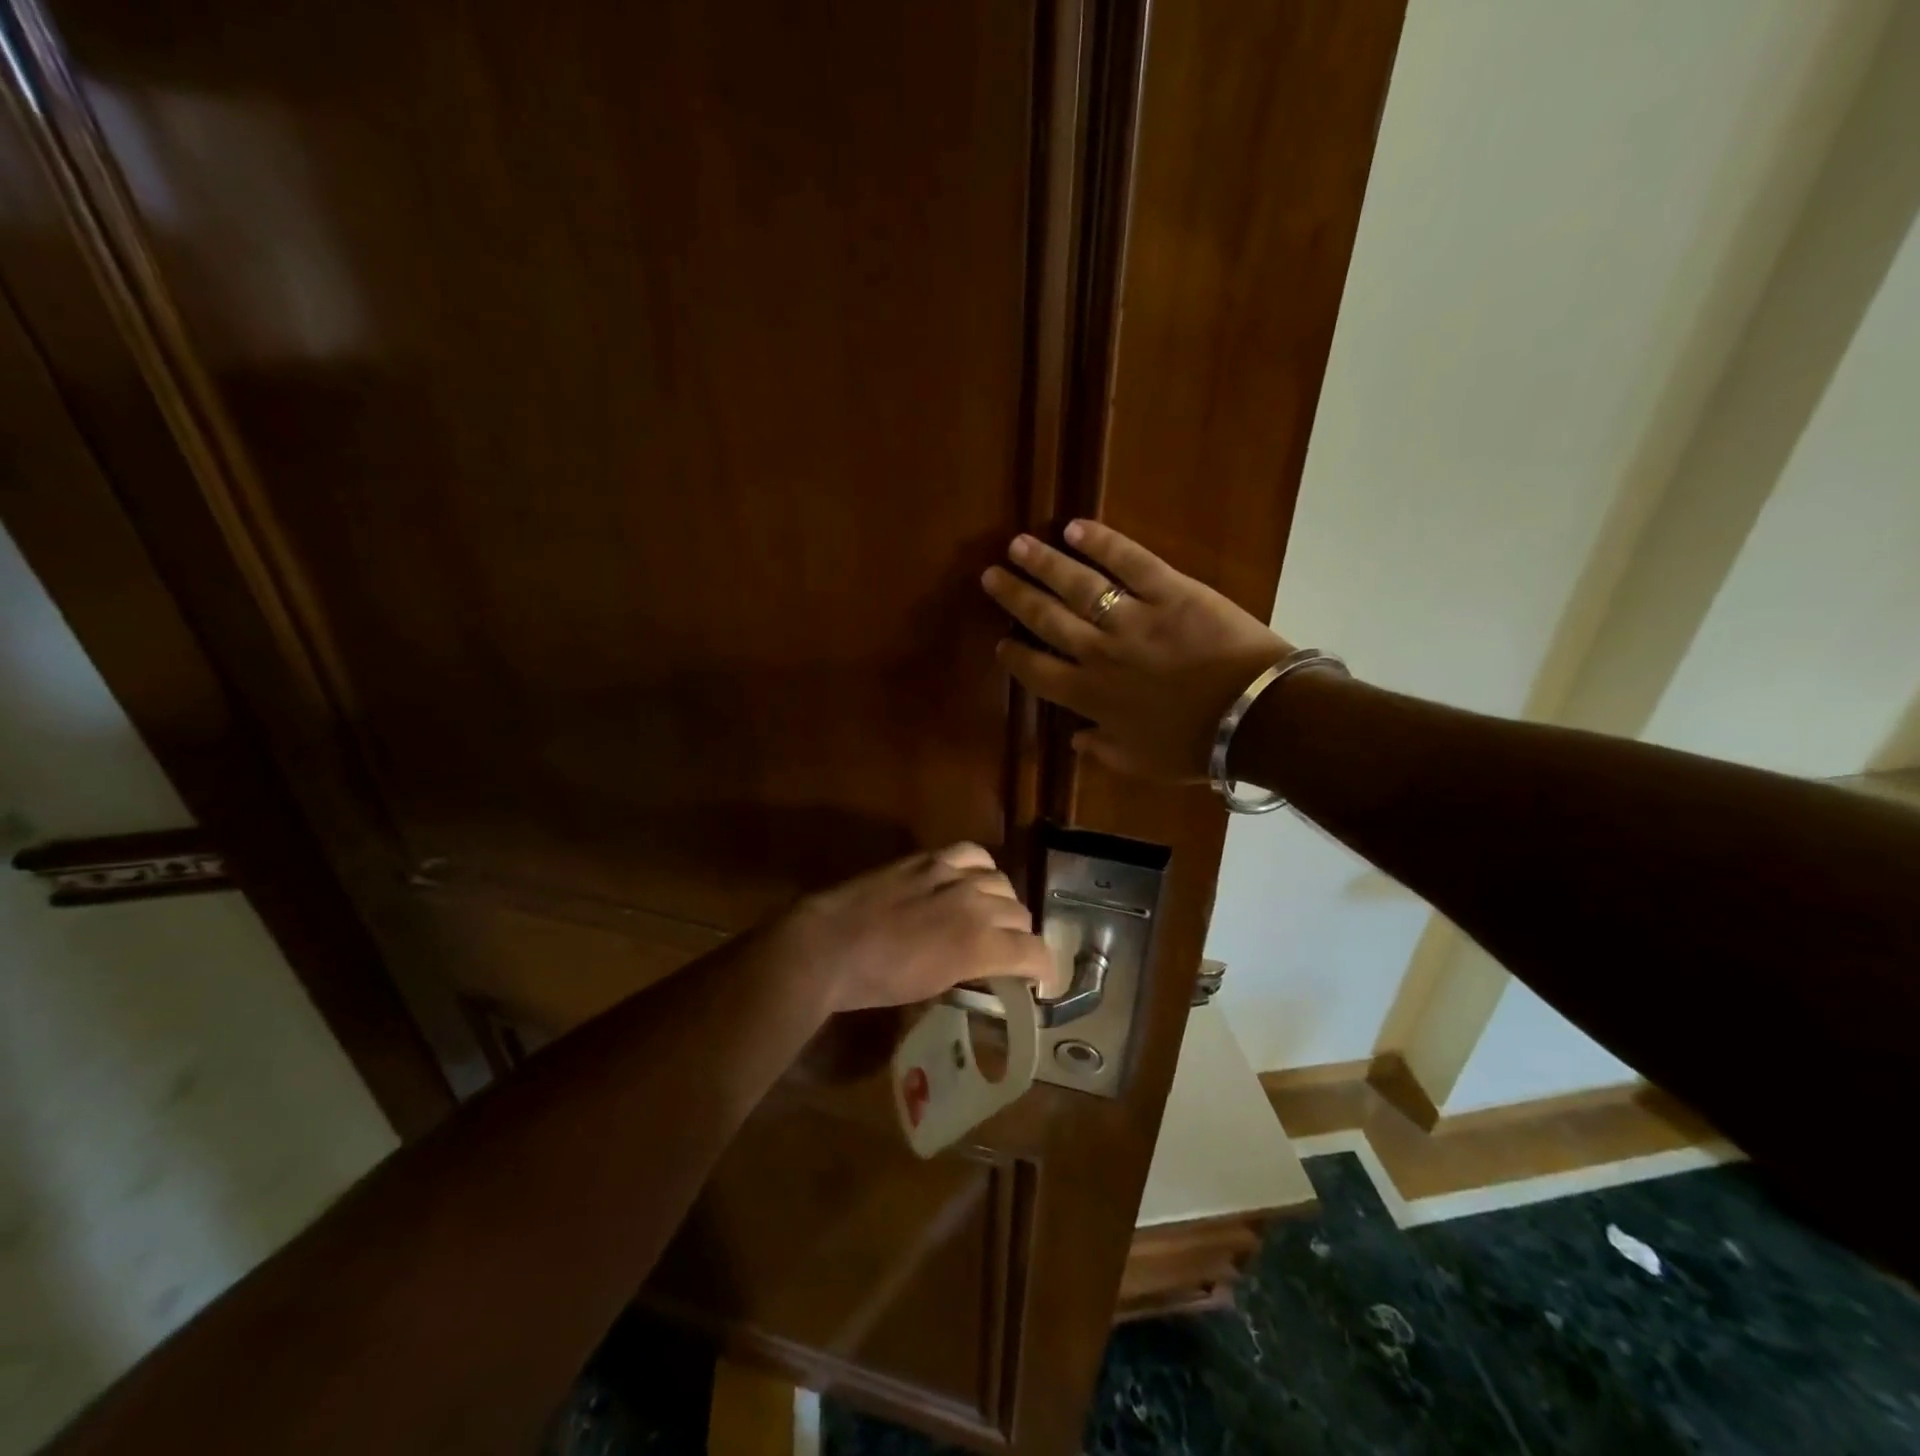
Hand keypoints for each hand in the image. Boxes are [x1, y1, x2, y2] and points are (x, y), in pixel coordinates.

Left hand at [779, 844, 1057, 1013]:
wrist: (830, 946)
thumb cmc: (877, 981)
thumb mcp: (934, 987)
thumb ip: (972, 970)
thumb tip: (988, 965)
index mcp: (979, 945)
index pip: (1033, 951)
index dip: (1042, 967)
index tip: (1038, 977)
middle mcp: (976, 904)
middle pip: (1020, 914)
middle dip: (1020, 936)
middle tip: (1007, 950)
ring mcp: (953, 875)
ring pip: (1002, 882)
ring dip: (1002, 902)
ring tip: (989, 914)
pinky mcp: (930, 858)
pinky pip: (973, 853)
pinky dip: (981, 868)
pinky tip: (972, 878)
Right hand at [982, 520, 1290, 781]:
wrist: (1255, 716)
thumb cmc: (1197, 744)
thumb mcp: (1142, 763)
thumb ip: (1103, 750)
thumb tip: (1074, 740)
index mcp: (1091, 696)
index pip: (1039, 673)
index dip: (1015, 657)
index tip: (1000, 643)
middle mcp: (1100, 653)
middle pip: (1047, 619)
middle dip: (1016, 597)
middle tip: (991, 576)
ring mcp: (1133, 618)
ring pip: (1078, 585)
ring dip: (1044, 563)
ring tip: (1018, 545)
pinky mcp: (1170, 591)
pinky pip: (1130, 561)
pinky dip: (1102, 542)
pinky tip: (1075, 527)